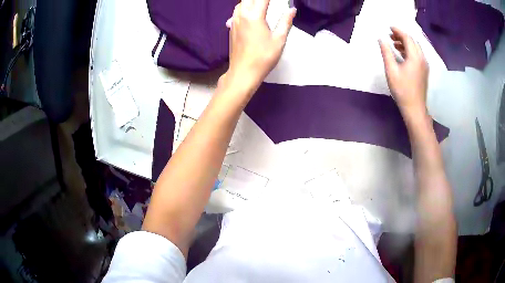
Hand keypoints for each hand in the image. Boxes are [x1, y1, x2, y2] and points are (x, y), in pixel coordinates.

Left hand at [224, 0, 295, 92]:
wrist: (243, 72)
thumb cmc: (263, 57)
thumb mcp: (279, 39)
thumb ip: (285, 22)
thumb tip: (292, 10)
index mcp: (254, 16)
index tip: (279, 0)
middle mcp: (241, 16)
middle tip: (268, 2)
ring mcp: (234, 22)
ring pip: (240, 4)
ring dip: (249, 1)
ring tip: (259, 4)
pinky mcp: (231, 29)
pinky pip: (235, 12)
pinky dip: (243, 8)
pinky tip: (249, 12)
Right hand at [379, 27, 428, 118]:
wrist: (415, 108)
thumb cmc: (402, 90)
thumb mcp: (391, 70)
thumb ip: (386, 52)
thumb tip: (381, 39)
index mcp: (415, 57)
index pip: (407, 37)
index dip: (398, 30)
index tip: (389, 28)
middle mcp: (422, 58)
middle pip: (413, 41)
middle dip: (402, 35)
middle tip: (390, 35)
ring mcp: (424, 65)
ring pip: (416, 48)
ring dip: (405, 43)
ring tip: (394, 43)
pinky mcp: (424, 70)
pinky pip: (417, 54)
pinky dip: (409, 50)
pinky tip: (401, 53)